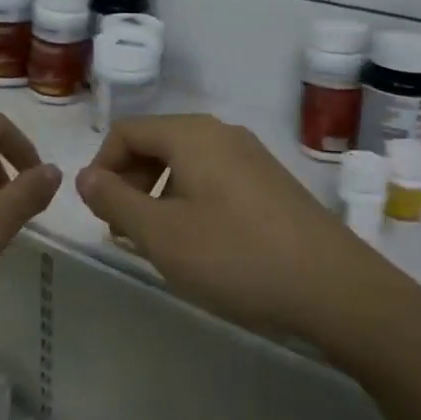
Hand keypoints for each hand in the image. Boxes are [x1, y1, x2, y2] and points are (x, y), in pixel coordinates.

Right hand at [75, 114, 389, 339]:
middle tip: (123, 231)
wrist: (335, 287)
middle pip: (156, 143)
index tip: (97, 213)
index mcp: (192, 135)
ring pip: (185, 162)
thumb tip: (85, 176)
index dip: (101, 167)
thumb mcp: (163, 235)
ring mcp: (250, 156)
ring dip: (158, 194)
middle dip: (129, 182)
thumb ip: (116, 201)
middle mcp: (221, 133)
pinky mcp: (270, 182)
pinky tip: (199, 243)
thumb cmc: (237, 257)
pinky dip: (189, 200)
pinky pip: (213, 178)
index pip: (127, 131)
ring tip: (157, 242)